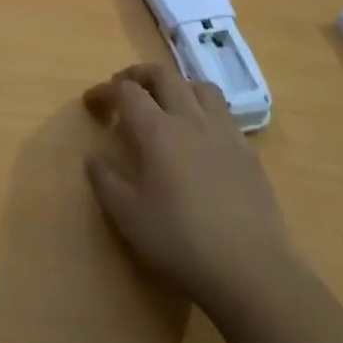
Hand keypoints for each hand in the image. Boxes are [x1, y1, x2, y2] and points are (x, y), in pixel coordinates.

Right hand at [83, 63, 294, 313]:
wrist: (249, 267)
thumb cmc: (180, 240)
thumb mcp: (128, 216)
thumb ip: (106, 181)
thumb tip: (94, 157)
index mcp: (157, 131)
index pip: (126, 91)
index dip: (105, 90)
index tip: (92, 102)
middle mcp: (190, 119)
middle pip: (164, 75)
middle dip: (139, 75)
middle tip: (124, 88)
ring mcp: (224, 132)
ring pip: (199, 86)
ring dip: (176, 85)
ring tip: (166, 102)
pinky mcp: (247, 150)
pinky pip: (222, 112)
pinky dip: (203, 109)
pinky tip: (200, 135)